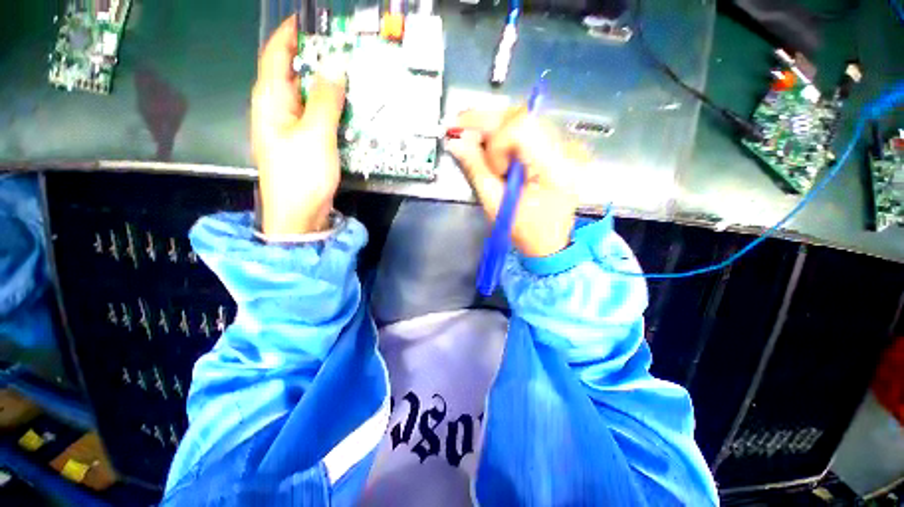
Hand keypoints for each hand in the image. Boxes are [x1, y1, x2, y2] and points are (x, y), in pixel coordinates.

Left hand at [252, 15, 346, 235]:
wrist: (298, 214)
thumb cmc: (301, 174)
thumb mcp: (315, 135)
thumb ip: (324, 100)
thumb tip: (334, 67)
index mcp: (270, 101)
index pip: (276, 56)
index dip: (290, 35)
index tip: (309, 21)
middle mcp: (276, 109)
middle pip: (292, 74)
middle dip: (313, 59)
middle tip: (341, 50)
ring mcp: (290, 128)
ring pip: (306, 96)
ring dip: (325, 85)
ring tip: (348, 76)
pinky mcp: (303, 143)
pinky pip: (315, 116)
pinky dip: (329, 108)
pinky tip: (346, 109)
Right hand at [447, 108, 588, 257]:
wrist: (549, 243)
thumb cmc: (524, 231)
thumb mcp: (496, 204)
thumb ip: (476, 169)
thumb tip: (456, 142)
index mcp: (555, 168)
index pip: (522, 129)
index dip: (497, 142)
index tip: (491, 167)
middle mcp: (566, 150)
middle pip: (523, 116)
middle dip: (486, 122)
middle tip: (459, 128)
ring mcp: (565, 147)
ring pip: (524, 118)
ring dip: (493, 125)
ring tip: (471, 137)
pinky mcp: (558, 149)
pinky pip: (528, 129)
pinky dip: (504, 133)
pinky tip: (489, 142)